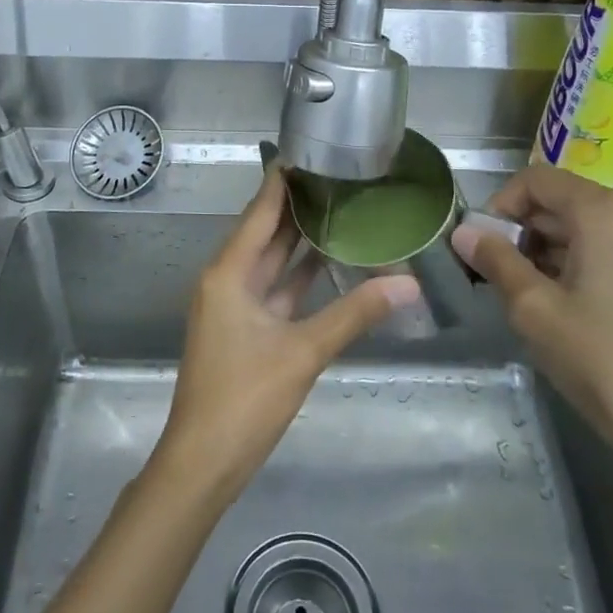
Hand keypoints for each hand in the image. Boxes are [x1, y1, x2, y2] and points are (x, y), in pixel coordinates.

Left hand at [152, 167, 417, 503]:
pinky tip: (328, 263)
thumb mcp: (303, 352)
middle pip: (265, 232)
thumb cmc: (245, 398)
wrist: (204, 462)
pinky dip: (298, 276)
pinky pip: (275, 290)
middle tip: (338, 176)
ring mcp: (234, 306)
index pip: (259, 211)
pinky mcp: (244, 330)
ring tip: (340, 208)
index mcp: (229, 272)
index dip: (283, 180)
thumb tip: (408, 283)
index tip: (312, 150)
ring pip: (271, 262)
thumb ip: (355, 313)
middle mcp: (227, 280)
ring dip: (299, 240)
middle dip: (297, 206)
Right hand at [451, 164, 612, 514]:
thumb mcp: (535, 311)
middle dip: (525, 233)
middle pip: (567, 202)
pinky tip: (574, 310)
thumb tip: (462, 232)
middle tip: (498, 278)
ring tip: (532, 299)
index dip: (499, 205)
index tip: (481, 246)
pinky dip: (587, 266)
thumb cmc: (606, 365)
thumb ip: (495, 262)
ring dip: (554, 252)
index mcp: (606, 212)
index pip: (537, 180)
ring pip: (593, 230)